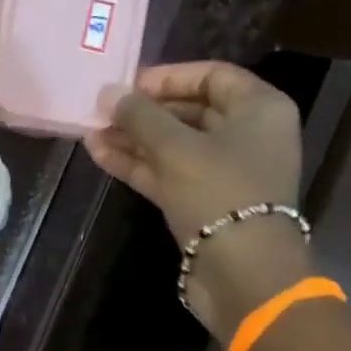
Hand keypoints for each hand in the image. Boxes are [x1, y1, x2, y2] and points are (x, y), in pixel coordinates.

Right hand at [87, 62, 308, 336]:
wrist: (242, 274)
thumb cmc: (219, 193)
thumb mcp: (176, 147)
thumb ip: (141, 116)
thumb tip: (108, 93)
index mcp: (259, 109)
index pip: (212, 76)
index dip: (168, 76)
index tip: (128, 84)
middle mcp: (247, 138)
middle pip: (191, 113)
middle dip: (145, 112)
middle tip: (103, 110)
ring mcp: (225, 176)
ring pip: (175, 148)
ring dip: (135, 141)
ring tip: (91, 133)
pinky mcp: (204, 208)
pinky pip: (170, 176)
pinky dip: (140, 167)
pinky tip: (102, 156)